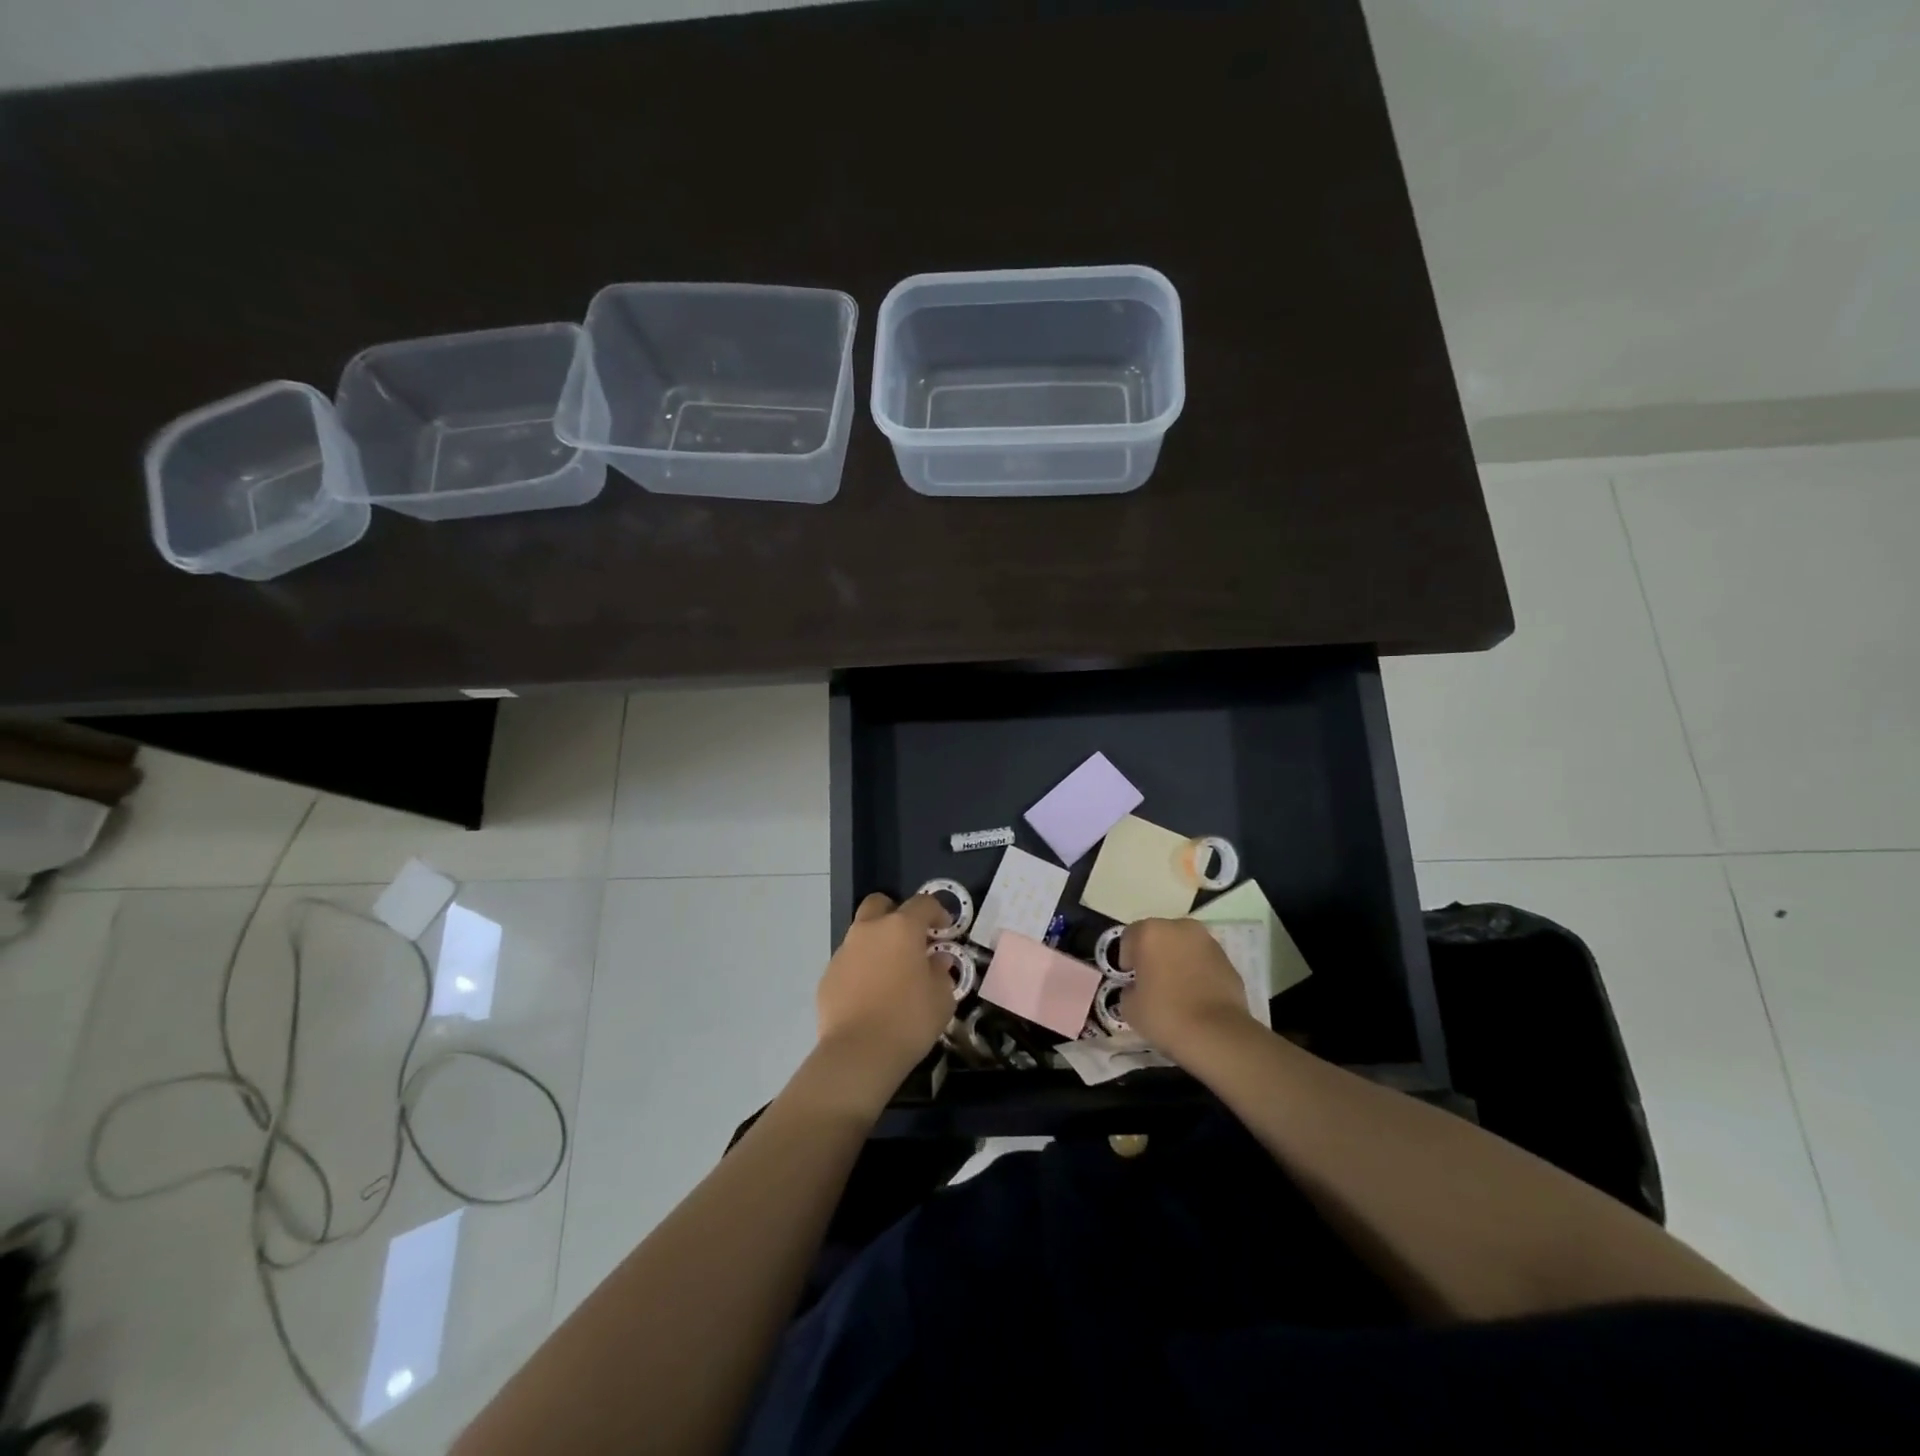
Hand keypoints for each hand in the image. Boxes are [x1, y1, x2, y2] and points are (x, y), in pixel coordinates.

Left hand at [814, 892, 957, 1096]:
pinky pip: (849, 962)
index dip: (937, 911)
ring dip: (877, 944)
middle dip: (895, 913)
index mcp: (901, 928)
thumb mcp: (942, 998)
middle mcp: (869, 930)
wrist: (858, 1053)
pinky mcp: (827, 975)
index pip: (923, 903)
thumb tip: (936, 960)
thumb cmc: (909, 1020)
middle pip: (879, 904)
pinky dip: (861, 969)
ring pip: (861, 934)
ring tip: (890, 973)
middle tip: (910, 939)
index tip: (945, 929)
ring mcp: (844, 952)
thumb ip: (941, 972)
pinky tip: (870, 996)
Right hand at [1119, 918, 1257, 1062]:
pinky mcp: (1228, 960)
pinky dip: (1197, 971)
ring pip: (1184, 946)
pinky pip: (1203, 961)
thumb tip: (1137, 989)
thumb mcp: (1129, 1007)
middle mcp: (1179, 928)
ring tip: (1176, 989)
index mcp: (1150, 932)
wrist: (1216, 1034)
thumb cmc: (1165, 1014)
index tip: (1129, 979)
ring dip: (1177, 960)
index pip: (1129, 937)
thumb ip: (1129, 989)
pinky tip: (1196, 996)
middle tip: (1151, 981)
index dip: (1127, 959)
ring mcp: (1207, 942)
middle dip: (1153, 954)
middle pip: (1159, 936)